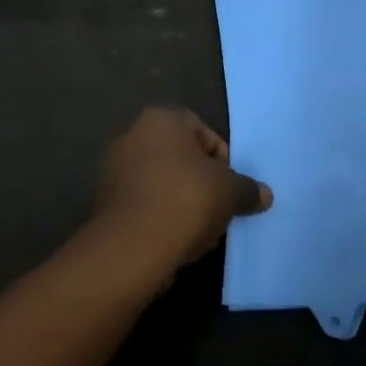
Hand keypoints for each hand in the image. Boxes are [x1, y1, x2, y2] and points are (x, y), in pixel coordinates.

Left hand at [92, 107, 271, 265]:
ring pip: (159, 181)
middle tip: (214, 208)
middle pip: (179, 156)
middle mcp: (131, 134)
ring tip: (194, 229)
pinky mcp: (101, 201)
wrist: (131, 247)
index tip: (228, 188)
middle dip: (198, 181)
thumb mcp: (229, 193)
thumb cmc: (185, 201)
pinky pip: (140, 203)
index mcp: (161, 119)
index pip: (203, 132)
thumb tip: (264, 195)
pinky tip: (170, 239)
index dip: (222, 160)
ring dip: (177, 200)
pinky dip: (156, 216)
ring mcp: (112, 168)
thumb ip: (248, 189)